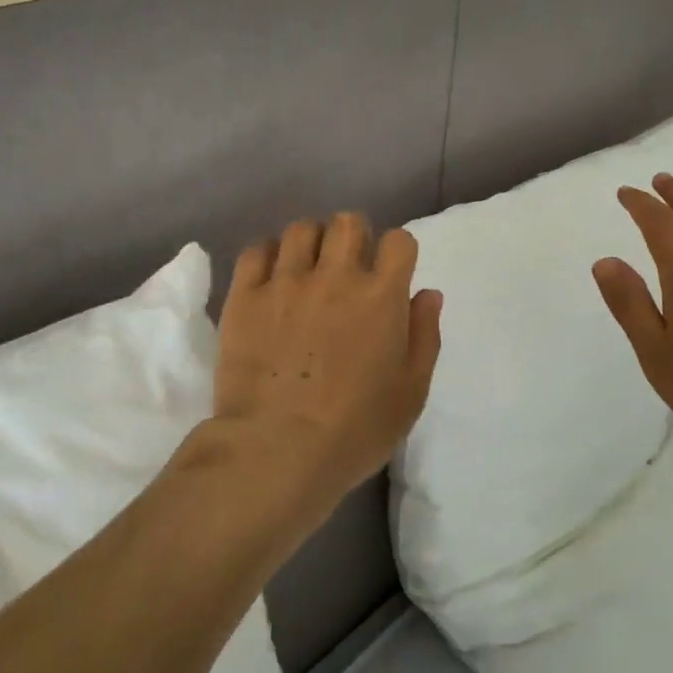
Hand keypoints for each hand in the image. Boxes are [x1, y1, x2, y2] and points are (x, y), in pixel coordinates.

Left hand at [211, 214, 442, 514]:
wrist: (277, 450)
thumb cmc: (355, 430)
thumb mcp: (410, 392)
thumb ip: (425, 336)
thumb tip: (427, 293)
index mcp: (381, 296)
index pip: (398, 241)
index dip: (397, 253)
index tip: (389, 275)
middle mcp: (335, 276)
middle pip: (348, 222)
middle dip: (354, 237)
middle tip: (348, 268)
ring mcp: (286, 282)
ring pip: (301, 230)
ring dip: (311, 243)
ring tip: (307, 270)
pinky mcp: (245, 296)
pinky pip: (256, 251)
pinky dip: (268, 256)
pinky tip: (272, 278)